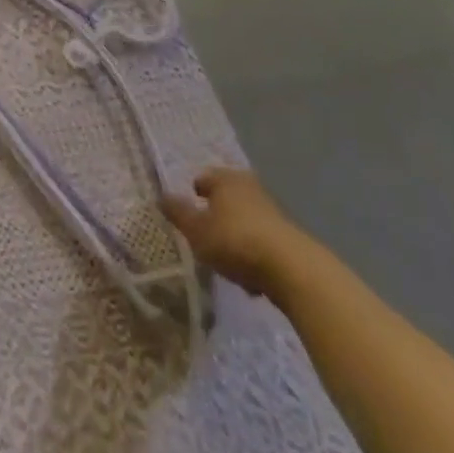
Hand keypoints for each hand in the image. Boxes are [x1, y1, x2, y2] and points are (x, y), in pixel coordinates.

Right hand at [162, 166, 313, 296]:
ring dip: (237, 232)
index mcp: (225, 179)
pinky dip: (255, 250)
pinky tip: (251, 274)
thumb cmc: (236, 241)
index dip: (194, 193)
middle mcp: (248, 187)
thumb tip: (161, 196)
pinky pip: (263, 239)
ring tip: (228, 257)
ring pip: (246, 218)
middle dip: (217, 212)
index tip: (189, 211)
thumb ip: (178, 213)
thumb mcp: (197, 231)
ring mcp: (272, 211)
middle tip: (206, 232)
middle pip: (227, 196)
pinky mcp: (289, 236)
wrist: (293, 270)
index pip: (204, 178)